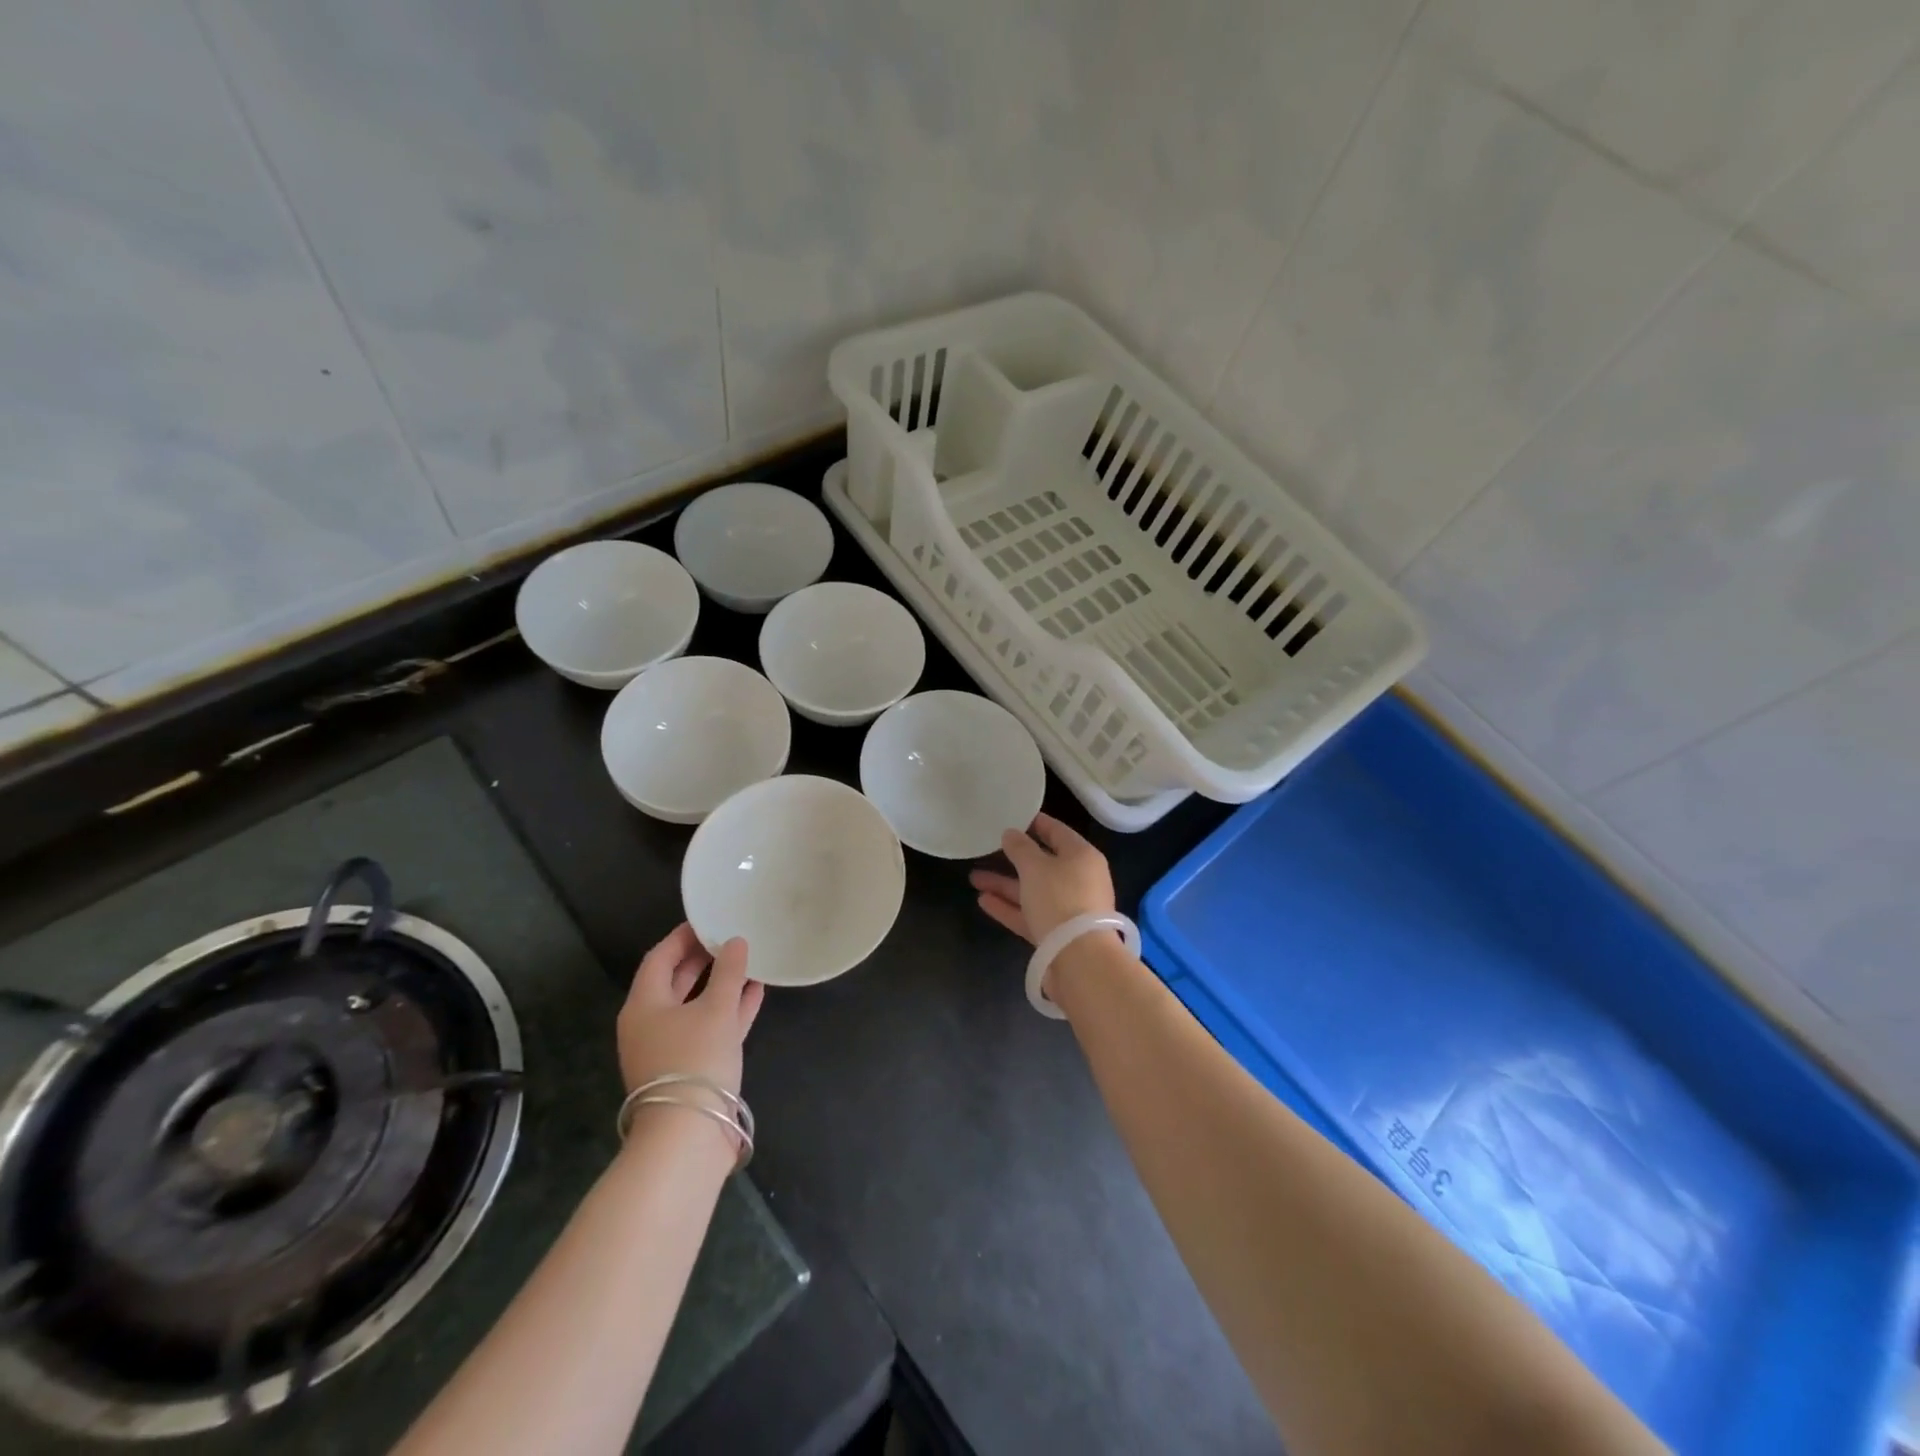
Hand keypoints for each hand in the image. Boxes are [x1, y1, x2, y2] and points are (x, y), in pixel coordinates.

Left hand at [617, 923, 764, 1096]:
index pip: (660, 958)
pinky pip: (709, 1028)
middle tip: (729, 937)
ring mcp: (669, 1048)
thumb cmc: (695, 1059)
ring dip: (720, 984)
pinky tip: (755, 994)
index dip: (683, 937)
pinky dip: (729, 1010)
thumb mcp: (716, 1009)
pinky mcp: (690, 1068)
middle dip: (702, 959)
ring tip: (748, 962)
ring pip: (695, 1006)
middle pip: (675, 982)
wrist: (690, 1134)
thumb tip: (736, 942)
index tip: (708, 920)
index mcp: (643, 1006)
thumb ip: (729, 972)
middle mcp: (650, 1025)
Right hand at [968, 813, 1115, 946]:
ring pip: (1032, 891)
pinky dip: (1008, 907)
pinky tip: (983, 901)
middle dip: (1012, 859)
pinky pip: (1029, 914)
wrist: (1079, 959)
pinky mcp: (1056, 934)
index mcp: (1082, 857)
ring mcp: (1068, 909)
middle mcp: (1079, 880)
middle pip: (1042, 864)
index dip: (1036, 823)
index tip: (1014, 816)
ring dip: (1004, 884)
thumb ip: (1020, 848)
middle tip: (986, 849)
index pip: (1058, 832)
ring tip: (974, 877)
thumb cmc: (1060, 899)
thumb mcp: (1035, 867)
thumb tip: (1011, 834)